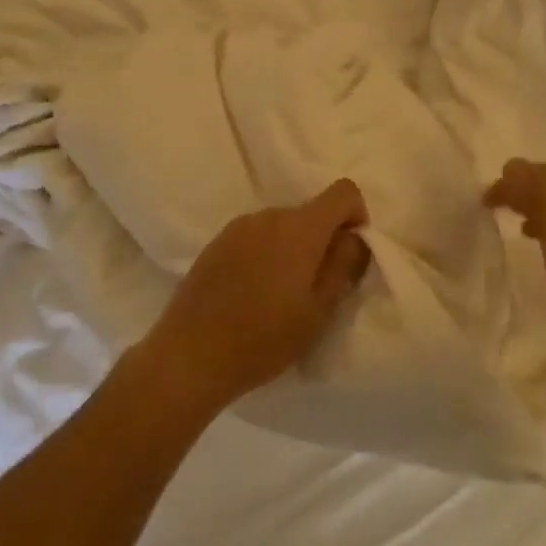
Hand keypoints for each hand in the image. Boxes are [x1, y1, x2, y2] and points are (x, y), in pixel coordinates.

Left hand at [142, 179, 371, 415]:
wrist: (190, 355)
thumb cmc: (264, 338)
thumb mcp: (318, 311)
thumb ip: (343, 266)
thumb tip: (354, 237)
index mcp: (301, 228)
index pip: (343, 191)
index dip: (356, 215)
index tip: (349, 252)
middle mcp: (270, 215)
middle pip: (311, 211)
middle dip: (323, 238)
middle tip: (317, 285)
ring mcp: (239, 226)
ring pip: (282, 224)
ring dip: (293, 246)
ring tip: (282, 292)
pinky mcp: (217, 241)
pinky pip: (256, 236)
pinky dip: (266, 253)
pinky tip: (253, 291)